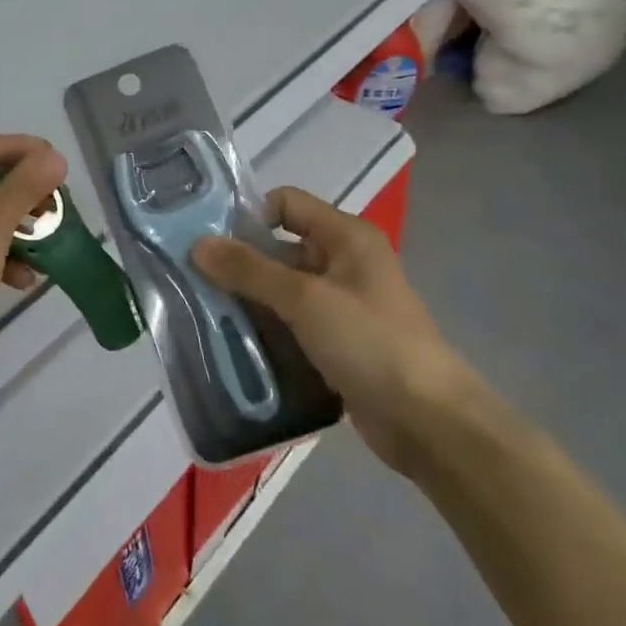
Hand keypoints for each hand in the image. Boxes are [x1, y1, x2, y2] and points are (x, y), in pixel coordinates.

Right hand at [191, 187, 474, 475]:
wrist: (429, 423)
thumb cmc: (370, 343)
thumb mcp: (304, 299)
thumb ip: (249, 270)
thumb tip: (198, 244)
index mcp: (346, 237)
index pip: (286, 203)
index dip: (249, 216)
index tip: (211, 241)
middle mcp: (344, 262)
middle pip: (280, 248)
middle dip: (240, 264)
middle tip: (195, 281)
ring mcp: (342, 305)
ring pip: (282, 290)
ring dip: (249, 300)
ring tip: (205, 314)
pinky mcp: (337, 342)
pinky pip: (291, 323)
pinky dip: (266, 329)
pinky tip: (234, 343)